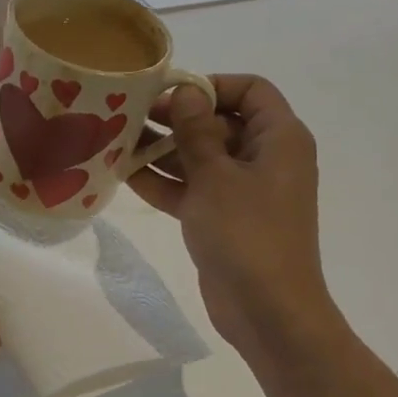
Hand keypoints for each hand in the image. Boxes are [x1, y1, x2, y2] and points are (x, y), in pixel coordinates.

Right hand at [128, 75, 335, 359]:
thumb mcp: (215, 176)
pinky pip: (194, 188)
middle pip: (220, 122)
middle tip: (131, 116)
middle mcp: (265, 157)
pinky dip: (165, 182)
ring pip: (202, 157)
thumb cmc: (247, 233)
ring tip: (118, 142)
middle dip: (176, 119)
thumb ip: (196, 131)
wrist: (267, 311)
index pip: (251, 90)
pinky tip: (124, 175)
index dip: (212, 85)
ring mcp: (244, 190)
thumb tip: (186, 91)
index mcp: (279, 138)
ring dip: (164, 151)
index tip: (171, 94)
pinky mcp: (225, 218)